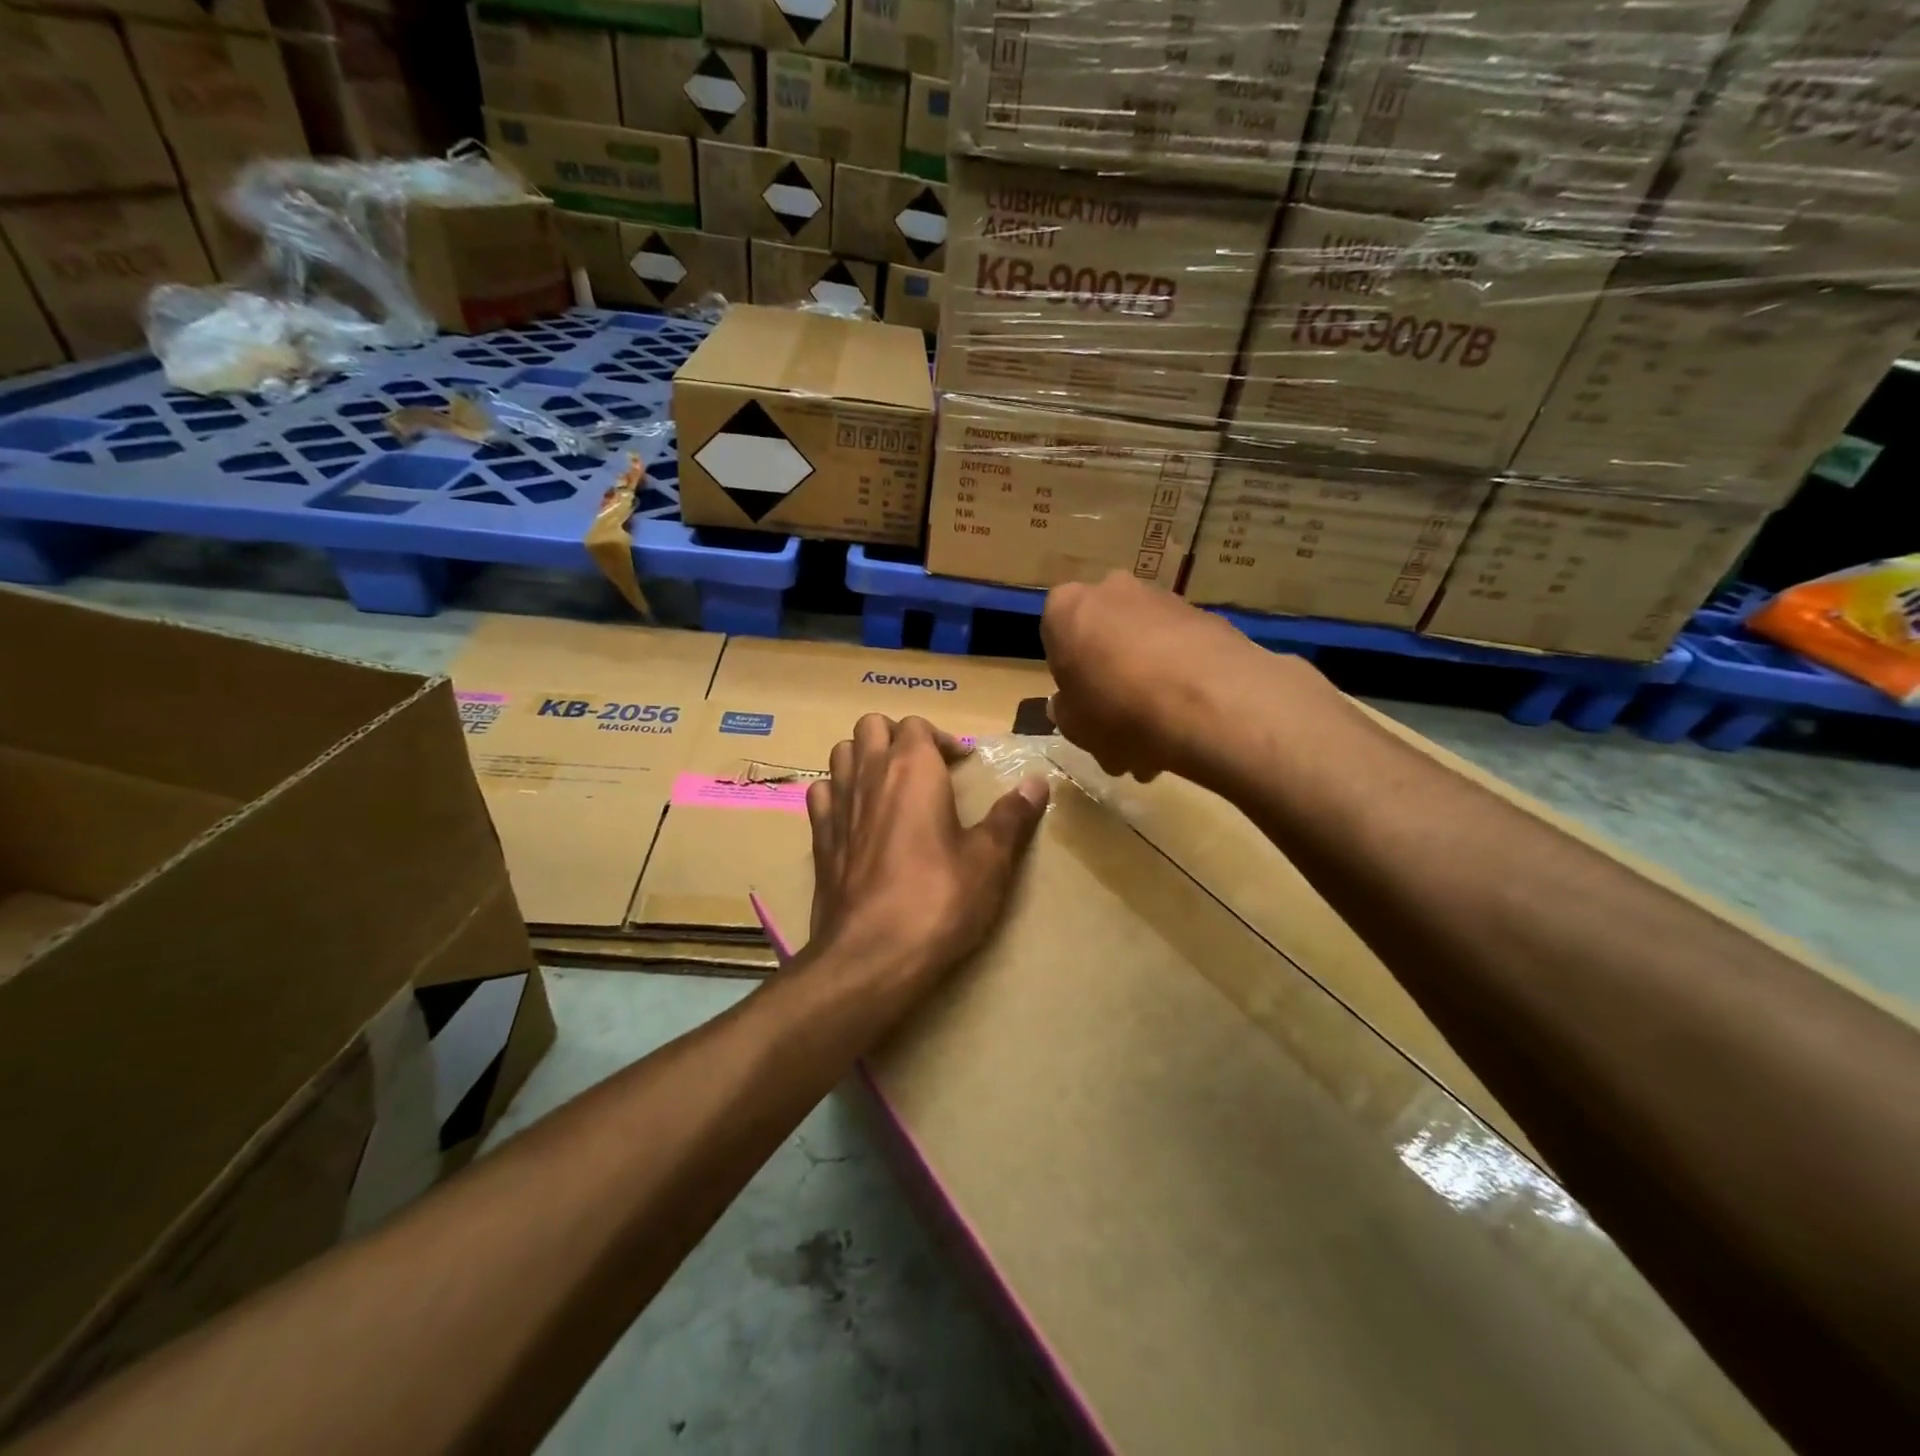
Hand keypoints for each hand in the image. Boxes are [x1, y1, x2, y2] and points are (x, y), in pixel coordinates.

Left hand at [807, 714, 1048, 989]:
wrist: (872, 955)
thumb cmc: (939, 899)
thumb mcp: (989, 860)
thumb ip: (1012, 817)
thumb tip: (1037, 782)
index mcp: (912, 768)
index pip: (917, 724)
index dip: (941, 738)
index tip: (962, 766)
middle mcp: (869, 774)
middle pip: (871, 726)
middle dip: (897, 736)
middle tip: (924, 766)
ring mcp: (838, 804)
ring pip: (842, 753)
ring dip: (864, 757)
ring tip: (890, 785)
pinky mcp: (818, 838)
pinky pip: (821, 793)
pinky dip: (838, 792)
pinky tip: (856, 816)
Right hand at [1041, 571, 1288, 782]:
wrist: (1208, 702)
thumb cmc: (1117, 710)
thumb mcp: (1073, 726)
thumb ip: (1065, 711)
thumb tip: (1067, 703)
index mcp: (1067, 608)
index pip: (1056, 634)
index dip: (1068, 675)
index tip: (1081, 705)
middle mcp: (1113, 591)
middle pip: (1105, 639)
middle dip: (1111, 682)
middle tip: (1120, 730)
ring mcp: (1164, 600)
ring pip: (1145, 648)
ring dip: (1148, 686)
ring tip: (1160, 741)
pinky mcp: (1207, 618)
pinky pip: (1181, 653)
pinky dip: (1181, 682)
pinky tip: (1189, 724)